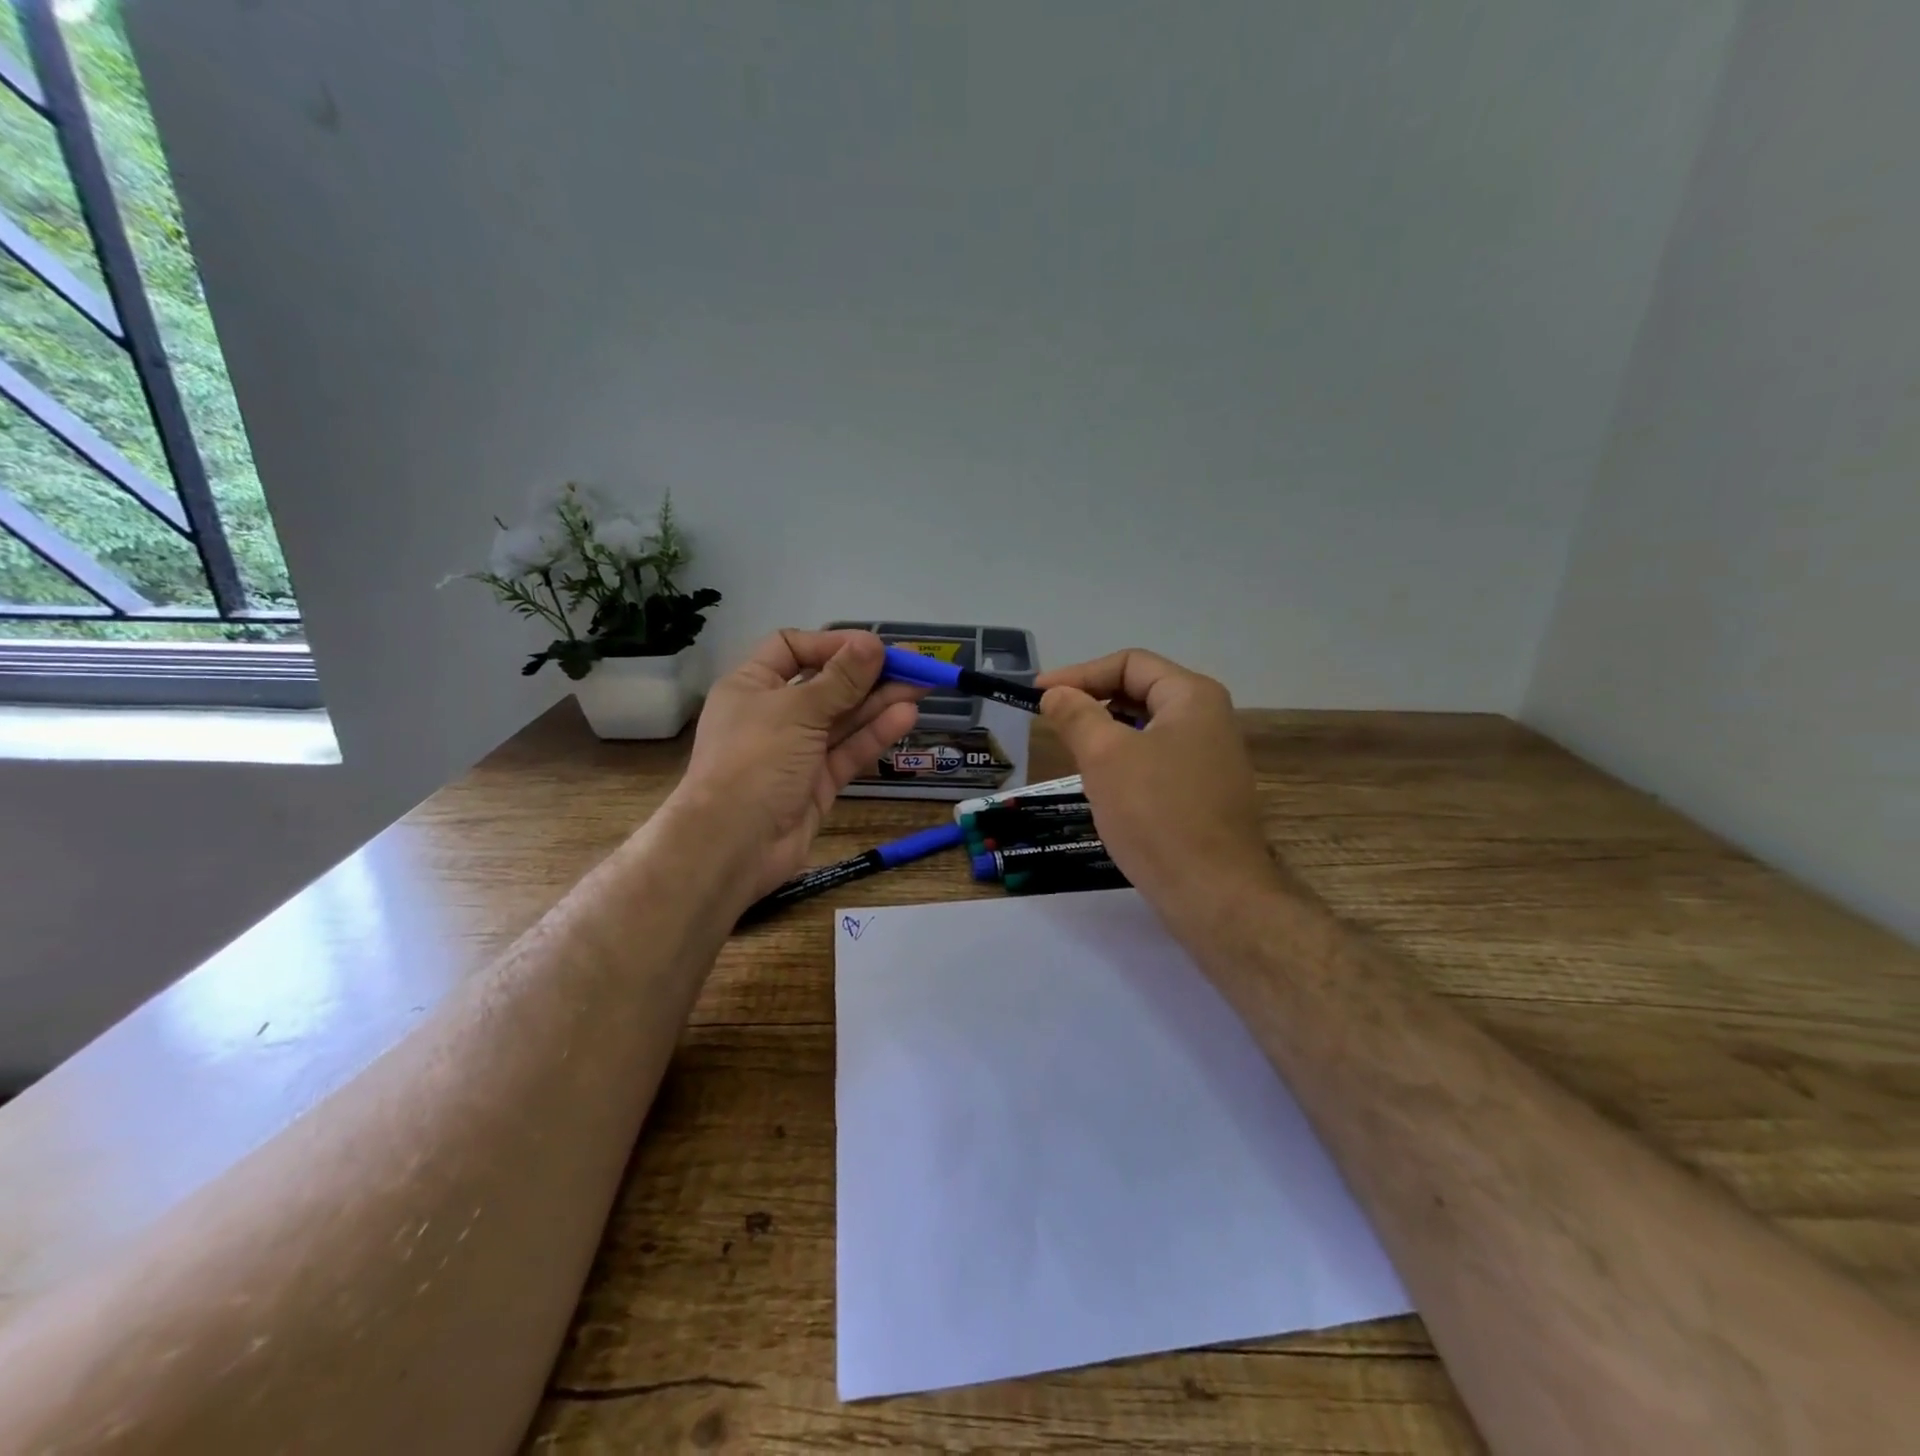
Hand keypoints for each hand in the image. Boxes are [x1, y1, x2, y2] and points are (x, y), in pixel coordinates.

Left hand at [674, 630, 922, 901]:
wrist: (733, 845)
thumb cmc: (755, 761)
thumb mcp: (797, 710)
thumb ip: (840, 679)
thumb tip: (872, 642)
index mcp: (753, 685)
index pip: (792, 648)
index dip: (832, 644)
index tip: (871, 647)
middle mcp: (774, 714)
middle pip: (826, 684)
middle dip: (868, 674)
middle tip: (914, 664)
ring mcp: (797, 751)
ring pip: (843, 719)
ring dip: (880, 701)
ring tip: (922, 686)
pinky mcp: (818, 783)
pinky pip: (849, 751)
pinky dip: (875, 734)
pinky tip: (906, 717)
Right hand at [1037, 649, 1279, 920]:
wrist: (1212, 892)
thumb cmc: (1156, 813)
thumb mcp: (1105, 755)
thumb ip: (1076, 715)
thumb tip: (1055, 693)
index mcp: (1192, 696)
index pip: (1129, 663)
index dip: (1080, 673)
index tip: (1039, 694)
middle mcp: (1208, 719)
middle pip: (1140, 692)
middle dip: (1092, 702)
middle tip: (1052, 721)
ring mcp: (1210, 758)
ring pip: (1146, 729)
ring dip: (1106, 734)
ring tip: (1072, 752)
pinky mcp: (1204, 792)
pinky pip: (1156, 760)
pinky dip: (1124, 761)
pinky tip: (1103, 786)